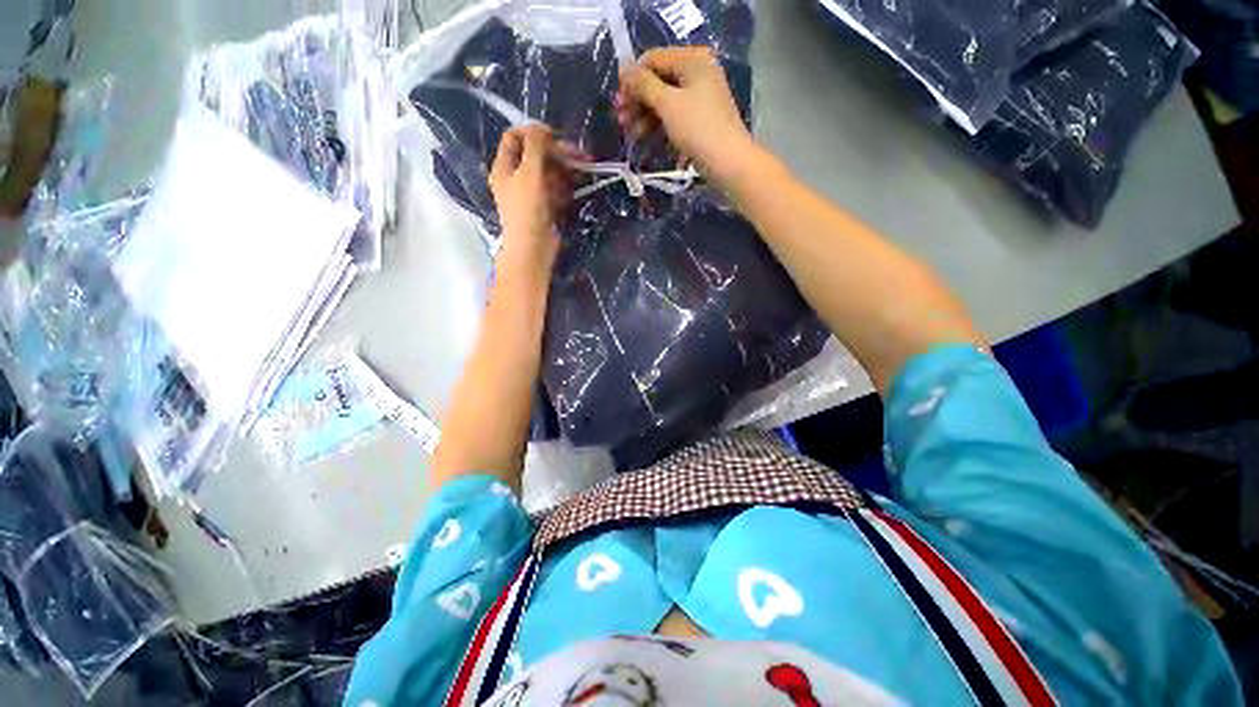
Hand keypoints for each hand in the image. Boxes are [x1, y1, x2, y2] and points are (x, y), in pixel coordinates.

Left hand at [489, 125, 575, 269]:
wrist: (533, 248)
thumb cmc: (527, 209)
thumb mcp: (530, 172)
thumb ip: (535, 147)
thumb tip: (540, 127)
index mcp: (504, 168)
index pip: (514, 138)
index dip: (533, 132)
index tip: (554, 136)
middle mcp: (515, 178)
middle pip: (535, 156)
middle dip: (556, 153)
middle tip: (579, 155)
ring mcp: (531, 194)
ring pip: (548, 173)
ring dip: (565, 169)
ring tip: (584, 169)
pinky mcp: (544, 208)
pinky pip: (555, 190)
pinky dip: (565, 185)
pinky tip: (578, 184)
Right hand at [615, 47, 757, 186]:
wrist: (728, 163)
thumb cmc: (698, 130)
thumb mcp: (668, 104)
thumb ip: (644, 84)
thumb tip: (623, 68)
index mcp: (692, 60)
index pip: (653, 59)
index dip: (633, 79)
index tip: (618, 102)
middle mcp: (697, 72)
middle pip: (658, 80)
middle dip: (638, 100)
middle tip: (621, 120)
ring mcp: (700, 96)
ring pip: (664, 100)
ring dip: (645, 115)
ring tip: (630, 133)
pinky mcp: (699, 118)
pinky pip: (673, 115)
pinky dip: (658, 125)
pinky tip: (645, 139)